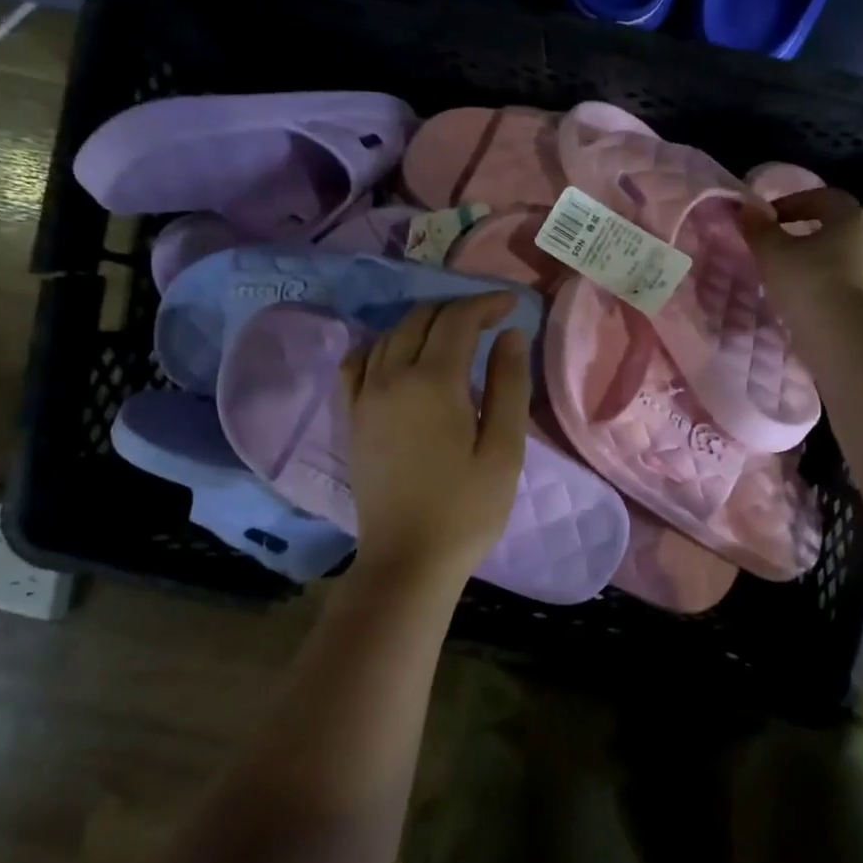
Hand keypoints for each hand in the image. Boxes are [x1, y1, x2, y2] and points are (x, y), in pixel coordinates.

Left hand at [339, 294, 529, 586]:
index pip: (458, 320)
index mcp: (433, 382)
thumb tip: (509, 334)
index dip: (486, 304)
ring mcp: (364, 396)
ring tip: (453, 335)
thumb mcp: (503, 449)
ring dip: (424, 323)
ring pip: (390, 335)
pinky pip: (358, 362)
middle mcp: (391, 377)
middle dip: (458, 309)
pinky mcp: (351, 417)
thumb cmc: (467, 509)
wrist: (408, 559)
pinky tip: (399, 355)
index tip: (512, 305)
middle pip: (422, 319)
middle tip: (490, 319)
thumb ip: (508, 385)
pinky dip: (382, 345)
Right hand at [739, 186, 862, 324]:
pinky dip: (818, 291)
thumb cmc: (810, 284)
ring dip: (809, 266)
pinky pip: (839, 289)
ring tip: (780, 281)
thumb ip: (758, 230)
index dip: (792, 202)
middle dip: (801, 235)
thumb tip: (743, 209)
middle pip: (832, 230)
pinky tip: (797, 305)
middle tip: (772, 248)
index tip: (767, 218)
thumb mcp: (773, 254)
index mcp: (852, 219)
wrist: (847, 342)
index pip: (823, 197)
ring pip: (836, 261)